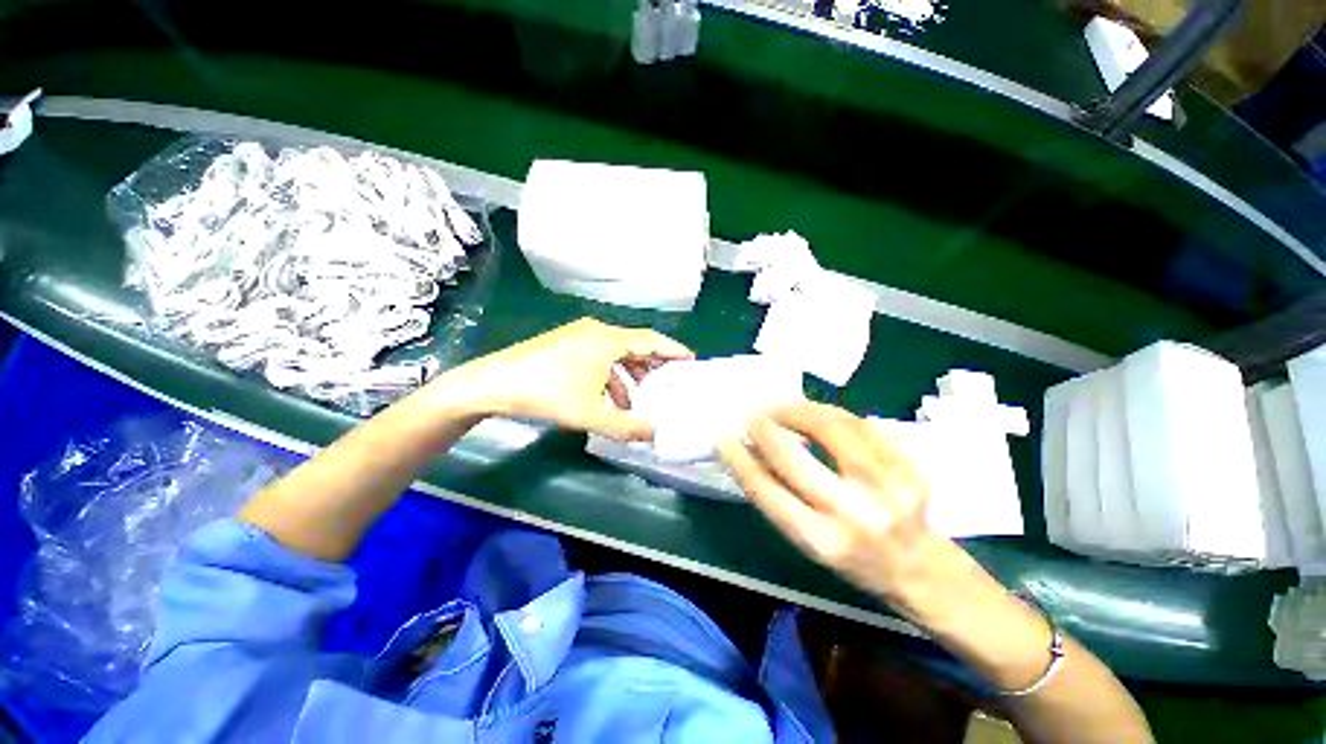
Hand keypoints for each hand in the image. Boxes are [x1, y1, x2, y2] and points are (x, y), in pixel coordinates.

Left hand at [431, 318, 692, 439]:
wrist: (493, 384)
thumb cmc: (547, 394)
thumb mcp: (591, 415)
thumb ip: (627, 428)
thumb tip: (656, 435)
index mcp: (608, 340)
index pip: (651, 340)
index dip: (673, 350)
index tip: (690, 361)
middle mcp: (597, 331)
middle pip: (635, 345)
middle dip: (653, 365)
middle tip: (669, 382)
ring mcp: (579, 335)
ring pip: (616, 352)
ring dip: (630, 374)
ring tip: (639, 397)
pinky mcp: (565, 343)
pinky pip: (599, 355)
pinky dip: (610, 374)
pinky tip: (609, 397)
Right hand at [717, 401, 965, 616]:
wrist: (920, 570)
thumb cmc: (852, 559)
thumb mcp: (808, 539)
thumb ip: (781, 496)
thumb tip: (754, 450)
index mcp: (819, 540)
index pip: (765, 490)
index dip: (738, 458)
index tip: (722, 435)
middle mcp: (851, 515)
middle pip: (794, 458)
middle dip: (765, 429)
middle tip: (752, 416)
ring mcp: (886, 489)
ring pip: (833, 429)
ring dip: (799, 411)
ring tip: (782, 407)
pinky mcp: (910, 469)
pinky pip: (863, 425)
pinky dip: (834, 413)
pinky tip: (818, 412)